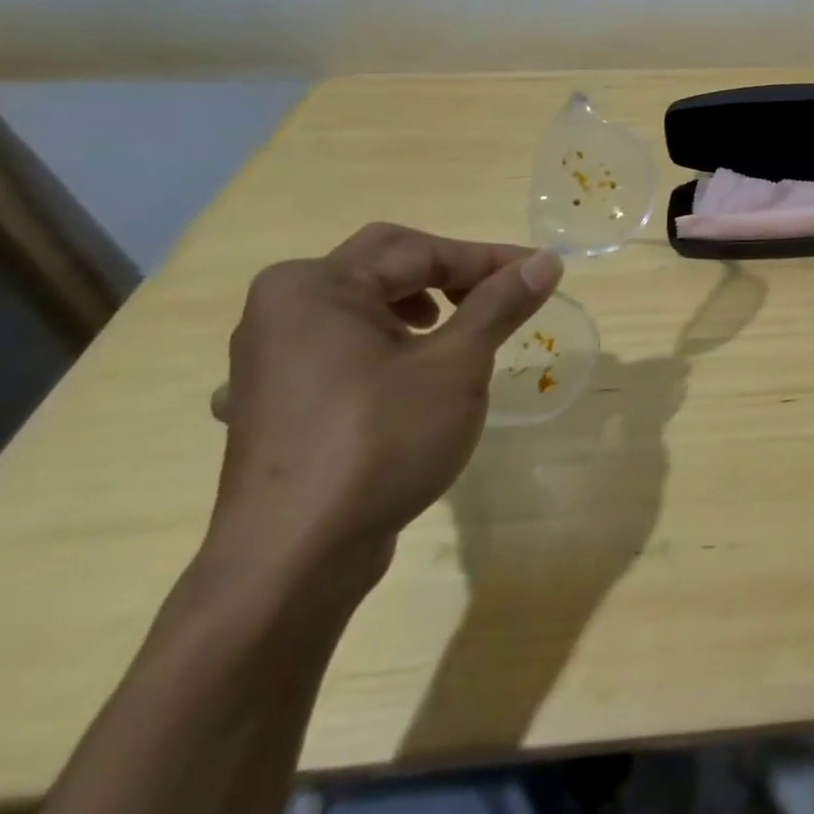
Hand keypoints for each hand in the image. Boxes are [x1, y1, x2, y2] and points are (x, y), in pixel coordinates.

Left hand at [205, 224, 562, 580]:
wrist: (291, 563)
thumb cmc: (379, 442)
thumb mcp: (457, 365)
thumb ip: (501, 304)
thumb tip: (547, 262)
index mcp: (315, 286)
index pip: (420, 250)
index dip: (487, 259)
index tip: (540, 273)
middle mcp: (280, 311)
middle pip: (384, 266)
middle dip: (449, 275)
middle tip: (498, 296)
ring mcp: (266, 362)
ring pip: (360, 308)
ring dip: (418, 308)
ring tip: (458, 334)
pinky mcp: (271, 405)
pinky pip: (337, 351)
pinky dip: (381, 347)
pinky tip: (398, 376)